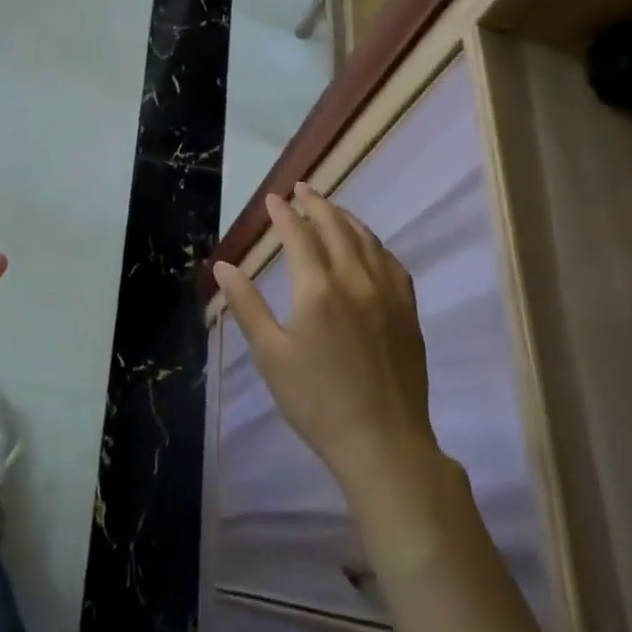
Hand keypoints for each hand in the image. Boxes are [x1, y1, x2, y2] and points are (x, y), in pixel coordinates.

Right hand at [213, 184, 439, 494]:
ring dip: (346, 217)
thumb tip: (223, 266)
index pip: (298, 235)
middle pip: (336, 227)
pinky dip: (375, 244)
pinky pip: (392, 263)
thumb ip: (247, 305)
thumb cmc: (316, 401)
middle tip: (301, 188)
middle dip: (316, 203)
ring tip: (331, 207)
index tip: (273, 198)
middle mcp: (355, 280)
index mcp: (318, 289)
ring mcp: (388, 294)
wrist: (383, 443)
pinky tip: (368, 246)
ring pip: (367, 240)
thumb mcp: (270, 355)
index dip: (284, 213)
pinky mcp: (408, 312)